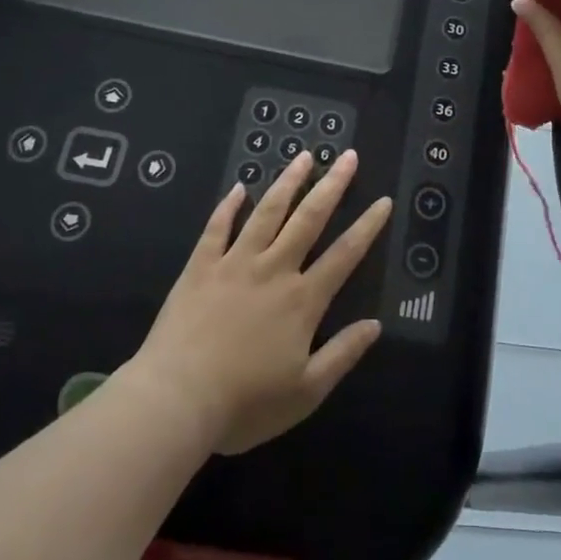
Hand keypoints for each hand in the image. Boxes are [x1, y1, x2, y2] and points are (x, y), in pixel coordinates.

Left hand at [130, 150, 388, 456]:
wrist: (176, 400)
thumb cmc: (245, 403)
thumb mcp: (305, 392)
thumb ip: (343, 355)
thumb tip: (376, 325)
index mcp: (302, 300)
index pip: (344, 255)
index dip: (367, 227)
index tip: (383, 200)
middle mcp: (273, 270)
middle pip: (309, 219)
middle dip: (332, 186)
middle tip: (348, 156)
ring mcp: (235, 264)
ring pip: (267, 212)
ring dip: (288, 182)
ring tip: (304, 156)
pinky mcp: (200, 268)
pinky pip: (217, 228)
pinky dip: (228, 206)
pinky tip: (238, 187)